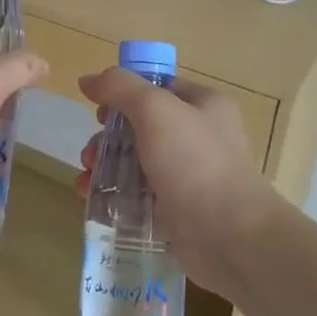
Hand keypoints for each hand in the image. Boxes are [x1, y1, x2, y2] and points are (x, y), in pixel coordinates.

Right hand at [75, 69, 277, 300]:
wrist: (229, 236)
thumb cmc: (195, 163)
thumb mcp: (155, 110)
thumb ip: (120, 88)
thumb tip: (87, 79)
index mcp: (203, 105)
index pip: (157, 87)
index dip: (123, 94)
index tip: (99, 112)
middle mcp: (198, 136)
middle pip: (139, 126)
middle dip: (107, 138)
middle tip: (91, 154)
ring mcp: (188, 174)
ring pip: (134, 161)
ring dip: (104, 166)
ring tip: (86, 180)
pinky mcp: (176, 208)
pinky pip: (137, 193)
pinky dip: (113, 194)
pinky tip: (92, 200)